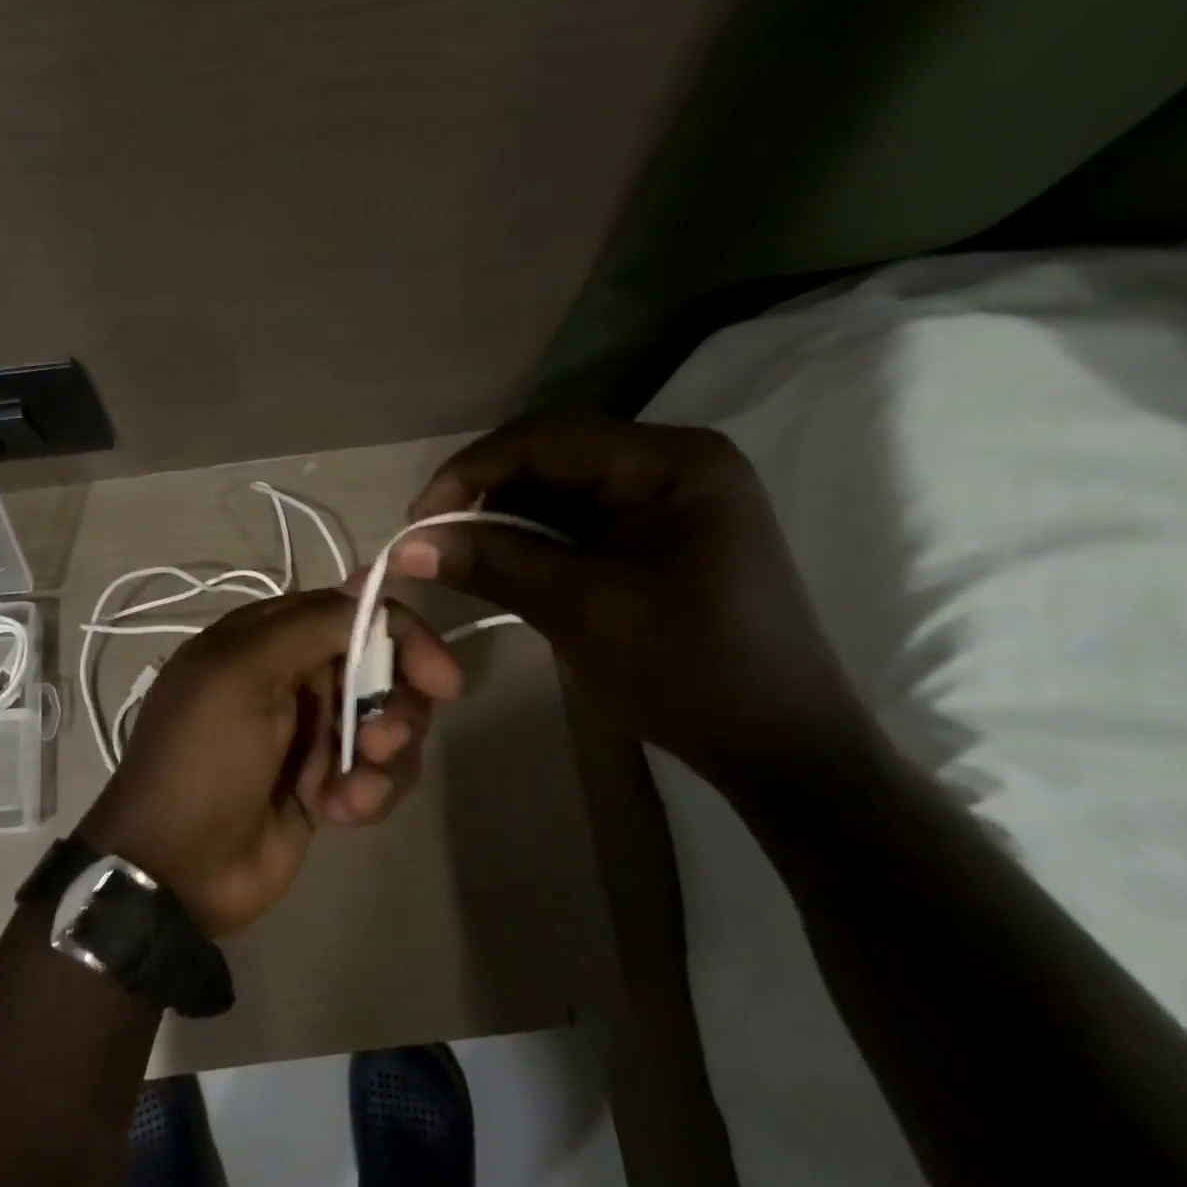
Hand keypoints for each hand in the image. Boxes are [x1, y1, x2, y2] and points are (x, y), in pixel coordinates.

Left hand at [78, 589, 460, 936]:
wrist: (176, 869)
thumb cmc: (203, 760)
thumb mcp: (242, 676)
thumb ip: (310, 625)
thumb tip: (371, 578)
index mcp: (266, 640)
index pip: (352, 613)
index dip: (401, 637)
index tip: (440, 678)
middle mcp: (293, 677)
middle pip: (379, 669)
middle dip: (394, 707)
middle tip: (381, 741)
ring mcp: (312, 732)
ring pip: (387, 723)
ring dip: (384, 757)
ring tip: (354, 789)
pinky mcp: (327, 783)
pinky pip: (378, 773)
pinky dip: (369, 792)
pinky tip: (340, 813)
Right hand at [393, 416, 862, 777]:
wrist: (779, 746)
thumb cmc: (687, 669)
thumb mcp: (581, 609)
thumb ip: (494, 564)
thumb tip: (407, 545)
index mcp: (669, 462)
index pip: (545, 439)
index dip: (470, 472)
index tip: (417, 520)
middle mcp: (671, 465)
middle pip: (552, 462)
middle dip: (486, 500)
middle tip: (433, 544)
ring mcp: (669, 504)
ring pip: (561, 496)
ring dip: (506, 526)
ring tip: (460, 562)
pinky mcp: (660, 541)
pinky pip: (581, 528)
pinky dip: (535, 548)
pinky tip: (504, 572)